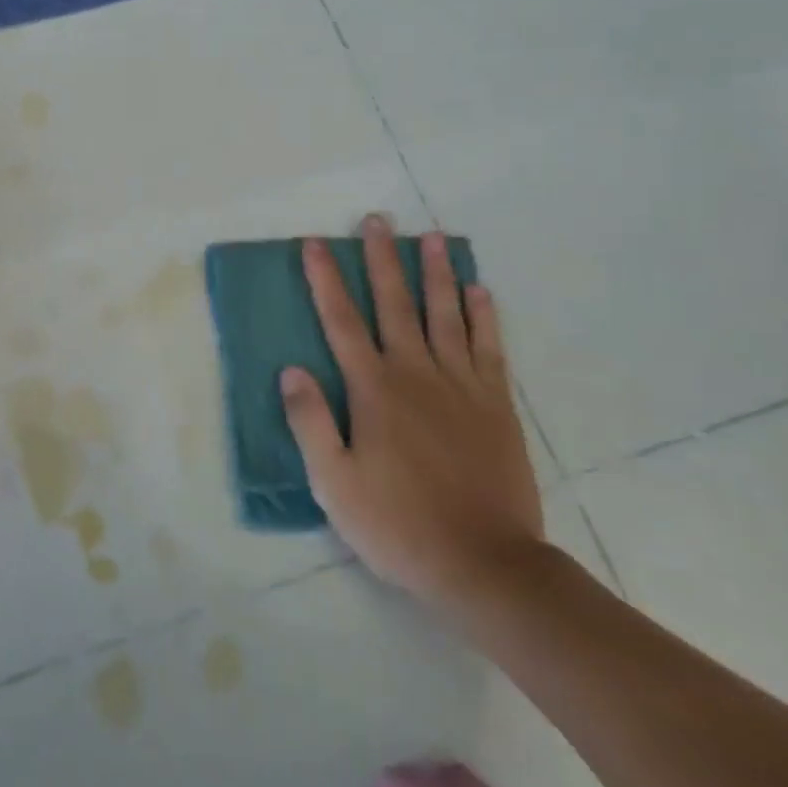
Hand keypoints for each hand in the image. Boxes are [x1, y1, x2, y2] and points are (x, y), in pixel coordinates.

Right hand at [280, 214, 542, 609]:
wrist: (486, 566)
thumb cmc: (398, 524)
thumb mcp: (334, 483)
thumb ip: (310, 422)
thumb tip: (291, 370)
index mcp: (374, 389)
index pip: (342, 321)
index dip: (325, 279)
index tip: (314, 244)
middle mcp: (416, 374)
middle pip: (396, 304)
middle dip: (382, 259)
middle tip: (378, 220)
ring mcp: (461, 386)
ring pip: (446, 315)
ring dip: (436, 273)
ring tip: (432, 237)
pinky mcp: (496, 405)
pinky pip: (489, 348)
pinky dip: (483, 316)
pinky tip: (479, 290)